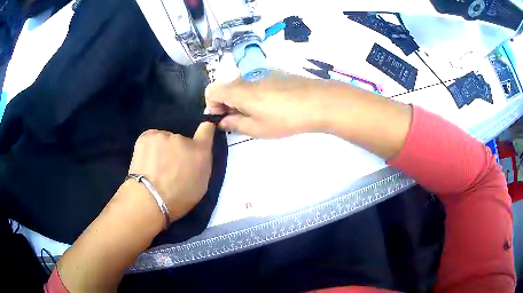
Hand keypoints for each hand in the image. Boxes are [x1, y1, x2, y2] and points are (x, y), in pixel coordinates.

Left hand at [128, 123, 214, 221]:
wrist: (148, 200)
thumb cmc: (178, 199)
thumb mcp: (200, 185)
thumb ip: (201, 164)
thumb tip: (196, 154)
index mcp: (200, 152)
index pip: (207, 129)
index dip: (206, 128)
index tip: (203, 129)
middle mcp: (183, 139)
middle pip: (182, 139)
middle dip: (178, 150)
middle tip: (169, 166)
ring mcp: (163, 135)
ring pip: (165, 140)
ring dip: (163, 149)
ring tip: (155, 166)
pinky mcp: (147, 136)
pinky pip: (152, 139)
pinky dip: (151, 147)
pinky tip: (147, 161)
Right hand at [205, 71, 331, 137]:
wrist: (318, 101)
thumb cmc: (285, 118)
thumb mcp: (257, 128)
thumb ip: (235, 123)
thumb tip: (222, 120)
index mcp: (238, 90)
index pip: (211, 90)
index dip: (211, 105)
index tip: (223, 117)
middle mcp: (246, 77)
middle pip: (226, 87)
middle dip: (227, 104)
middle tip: (243, 120)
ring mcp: (261, 72)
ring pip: (242, 85)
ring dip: (242, 99)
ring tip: (261, 114)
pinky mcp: (275, 72)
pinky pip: (256, 82)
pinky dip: (255, 93)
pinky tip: (273, 104)